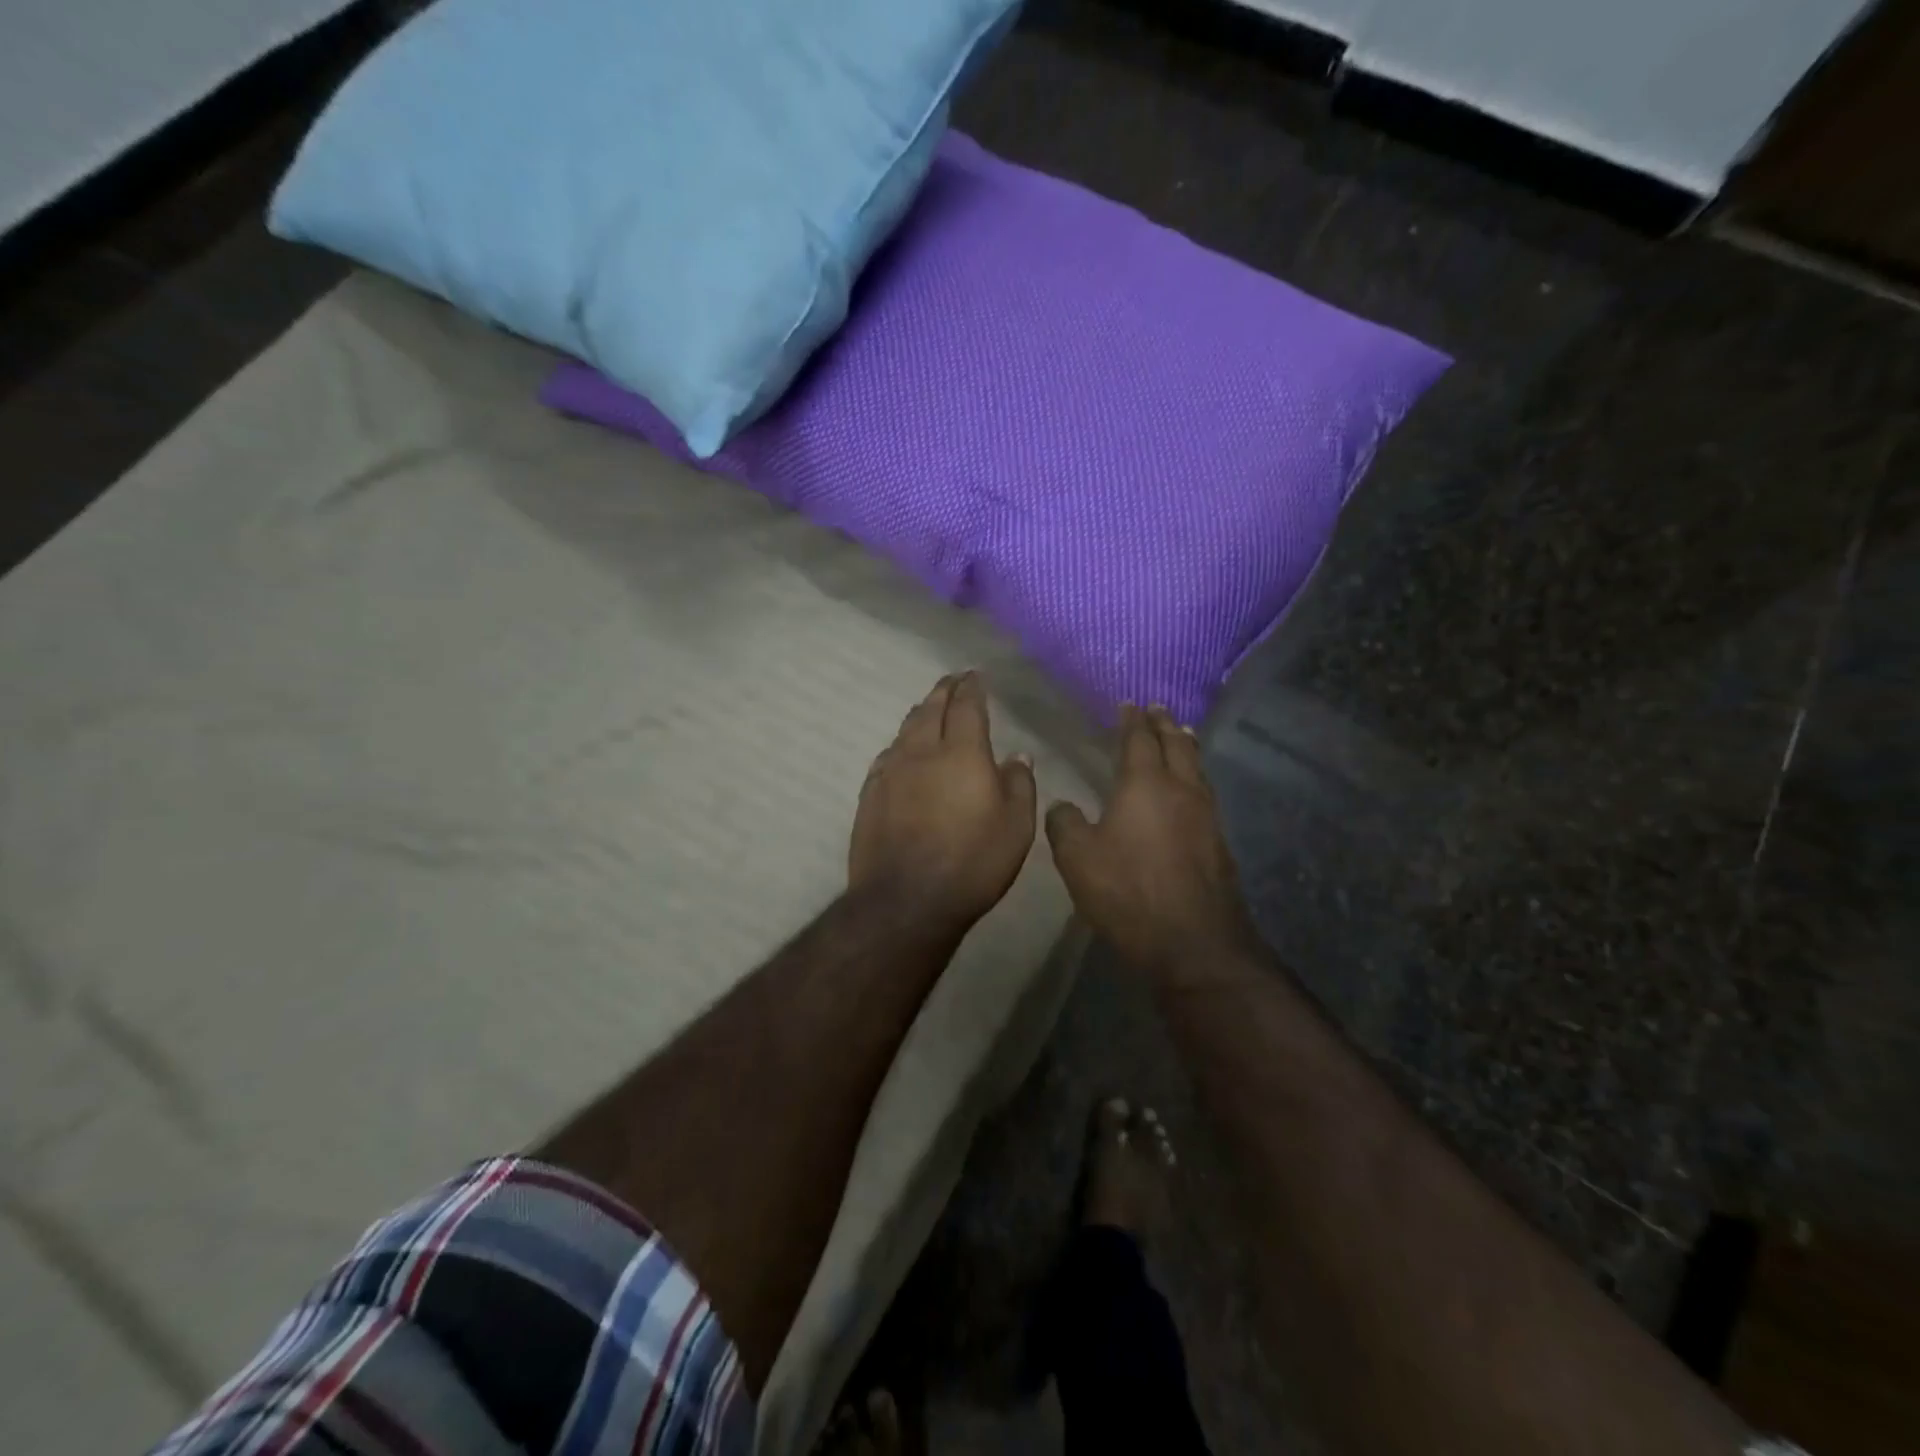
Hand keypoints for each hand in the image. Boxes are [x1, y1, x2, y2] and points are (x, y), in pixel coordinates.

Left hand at [850, 672, 1037, 935]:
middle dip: (944, 690)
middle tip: (953, 680)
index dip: (972, 687)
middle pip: (930, 708)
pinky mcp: (870, 794)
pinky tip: (902, 751)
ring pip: (905, 729)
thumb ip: (1019, 785)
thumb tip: (1018, 755)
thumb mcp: (1016, 828)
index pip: (966, 706)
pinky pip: (887, 755)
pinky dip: (901, 743)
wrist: (905, 901)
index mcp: (961, 752)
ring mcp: (890, 772)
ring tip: (929, 708)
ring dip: (920, 713)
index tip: (975, 676)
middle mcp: (921, 752)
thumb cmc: (971, 863)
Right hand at [1045, 706, 1258, 976]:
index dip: (1132, 721)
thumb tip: (1063, 805)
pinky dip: (1195, 779)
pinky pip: (1205, 795)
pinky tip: (1190, 792)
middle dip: (1165, 725)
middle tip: (1159, 709)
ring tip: (1182, 737)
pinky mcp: (1219, 844)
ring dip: (1186, 748)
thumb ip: (1065, 824)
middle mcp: (1181, 790)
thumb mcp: (1077, 858)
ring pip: (1197, 769)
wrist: (1193, 943)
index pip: (1139, 740)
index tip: (1130, 704)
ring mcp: (1206, 817)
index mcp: (1145, 784)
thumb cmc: (1128, 891)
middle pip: (1176, 746)